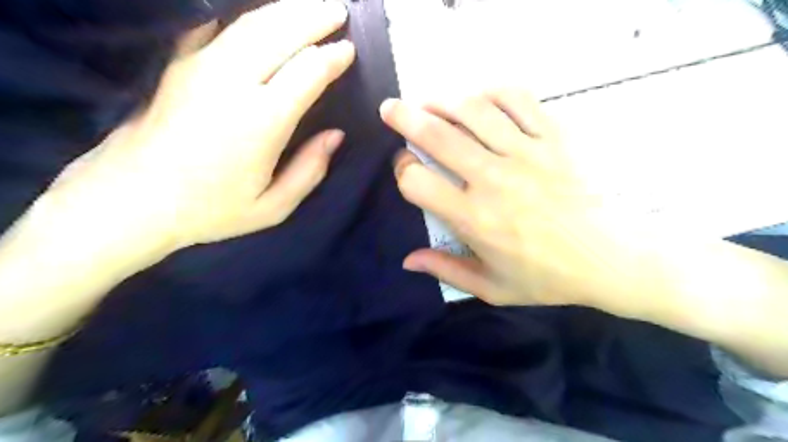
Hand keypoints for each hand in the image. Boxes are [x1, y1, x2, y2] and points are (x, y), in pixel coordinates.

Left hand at [32, 0, 354, 268]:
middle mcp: (231, 82)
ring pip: (250, 23)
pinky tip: (259, 19)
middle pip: (279, 32)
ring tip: (310, 6)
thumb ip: (310, 170)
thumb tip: (335, 136)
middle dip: (313, 16)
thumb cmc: (209, 210)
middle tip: (339, 10)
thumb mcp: (272, 207)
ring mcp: (199, 67)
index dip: (332, 56)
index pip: (307, 71)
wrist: (130, 200)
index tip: (349, 50)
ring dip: (285, 10)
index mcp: (261, 121)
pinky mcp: (178, 64)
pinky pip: (217, 28)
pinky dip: (245, 19)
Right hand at [378, 88, 631, 310]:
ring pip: (473, 110)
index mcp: (474, 218)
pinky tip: (480, 98)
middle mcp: (493, 180)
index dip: (402, 169)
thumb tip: (407, 260)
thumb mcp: (492, 288)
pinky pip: (518, 100)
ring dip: (443, 101)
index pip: (418, 181)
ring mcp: (526, 154)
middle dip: (404, 117)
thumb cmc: (548, 278)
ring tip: (430, 101)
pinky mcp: (554, 138)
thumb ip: (446, 270)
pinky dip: (493, 92)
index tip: (404, 166)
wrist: (611, 259)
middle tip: (390, 108)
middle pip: (437, 135)